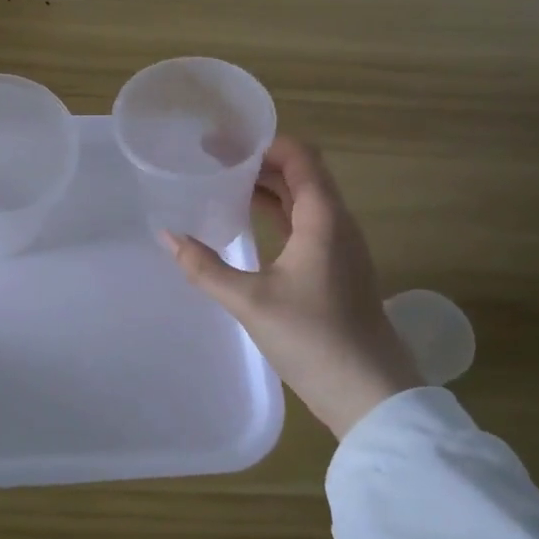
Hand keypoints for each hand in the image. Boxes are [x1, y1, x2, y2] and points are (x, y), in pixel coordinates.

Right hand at [167, 135, 421, 438]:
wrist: (370, 395)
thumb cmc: (314, 339)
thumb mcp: (250, 302)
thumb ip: (205, 267)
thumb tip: (167, 236)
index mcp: (323, 218)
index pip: (299, 156)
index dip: (262, 143)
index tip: (221, 143)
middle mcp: (336, 224)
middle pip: (299, 174)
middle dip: (257, 162)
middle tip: (210, 160)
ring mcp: (339, 248)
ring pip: (302, 200)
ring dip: (266, 187)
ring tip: (221, 184)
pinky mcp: (336, 270)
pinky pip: (304, 224)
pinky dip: (275, 213)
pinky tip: (245, 223)